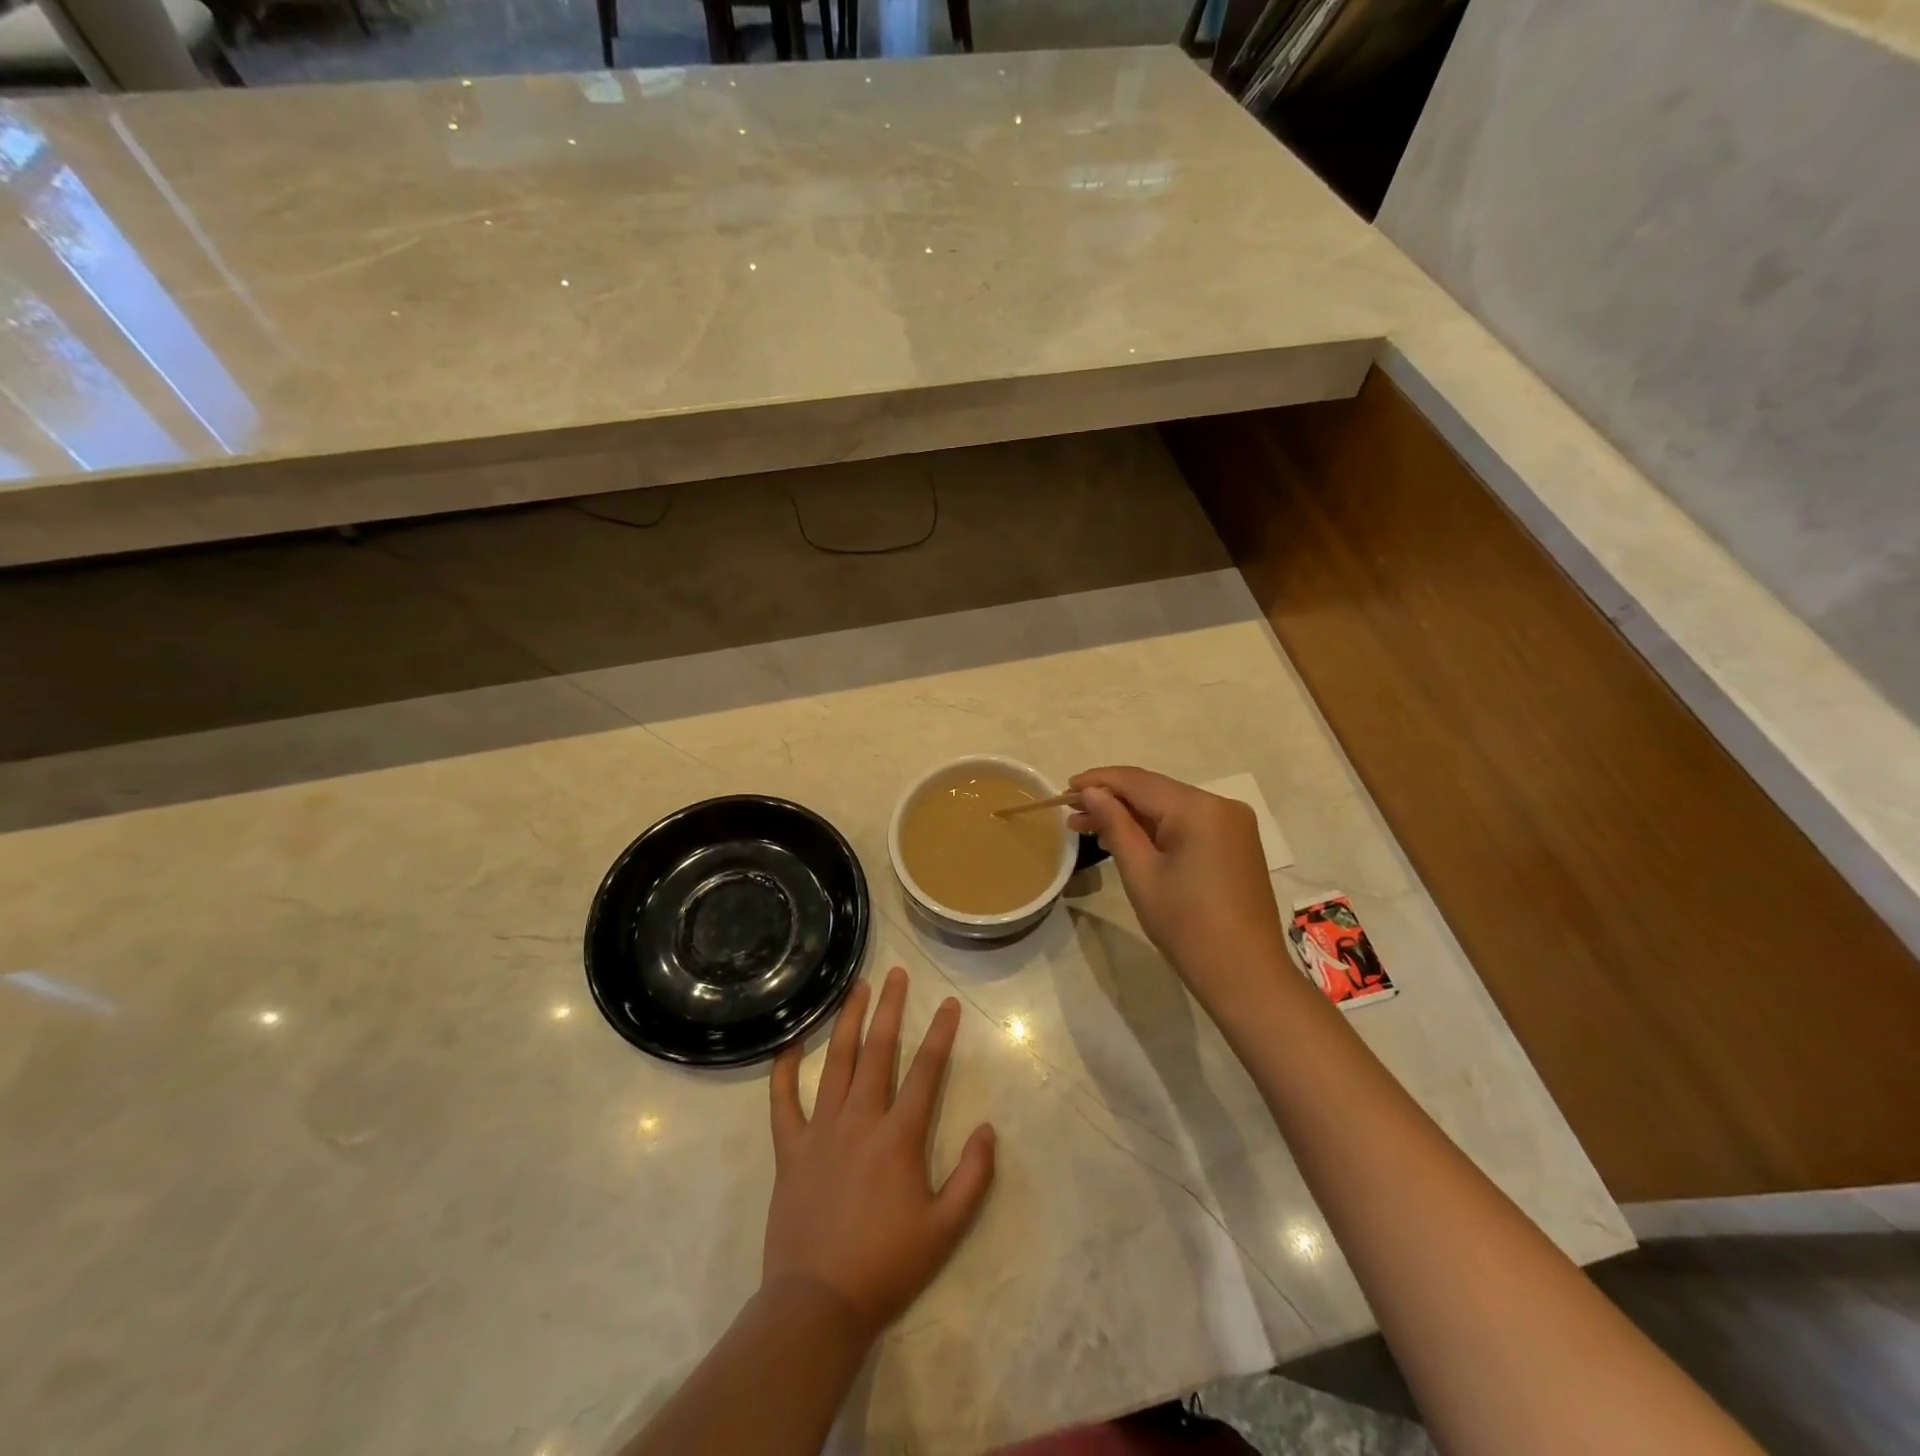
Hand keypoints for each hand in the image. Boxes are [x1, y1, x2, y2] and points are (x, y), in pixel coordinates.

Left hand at [764, 967, 996, 1340]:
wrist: (818, 1304)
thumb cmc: (886, 1265)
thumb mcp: (945, 1229)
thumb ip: (973, 1177)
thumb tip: (988, 1128)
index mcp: (898, 1136)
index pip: (926, 1071)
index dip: (940, 1033)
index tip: (948, 1003)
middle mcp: (860, 1120)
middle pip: (878, 1051)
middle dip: (890, 1008)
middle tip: (895, 973)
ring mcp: (821, 1130)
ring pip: (835, 1062)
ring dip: (847, 1021)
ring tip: (856, 988)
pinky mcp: (790, 1148)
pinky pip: (783, 1101)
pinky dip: (784, 1070)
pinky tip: (789, 1043)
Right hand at [1068, 766, 1292, 1007]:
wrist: (1245, 976)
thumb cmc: (1186, 926)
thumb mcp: (1141, 873)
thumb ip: (1115, 825)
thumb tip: (1091, 792)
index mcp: (1199, 808)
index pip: (1138, 781)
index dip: (1098, 781)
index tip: (1065, 789)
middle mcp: (1221, 805)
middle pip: (1155, 791)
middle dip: (1112, 799)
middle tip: (1071, 815)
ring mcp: (1233, 824)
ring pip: (1171, 807)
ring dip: (1132, 815)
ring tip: (1089, 828)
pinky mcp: (1236, 843)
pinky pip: (1188, 824)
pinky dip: (1157, 829)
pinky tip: (1128, 839)